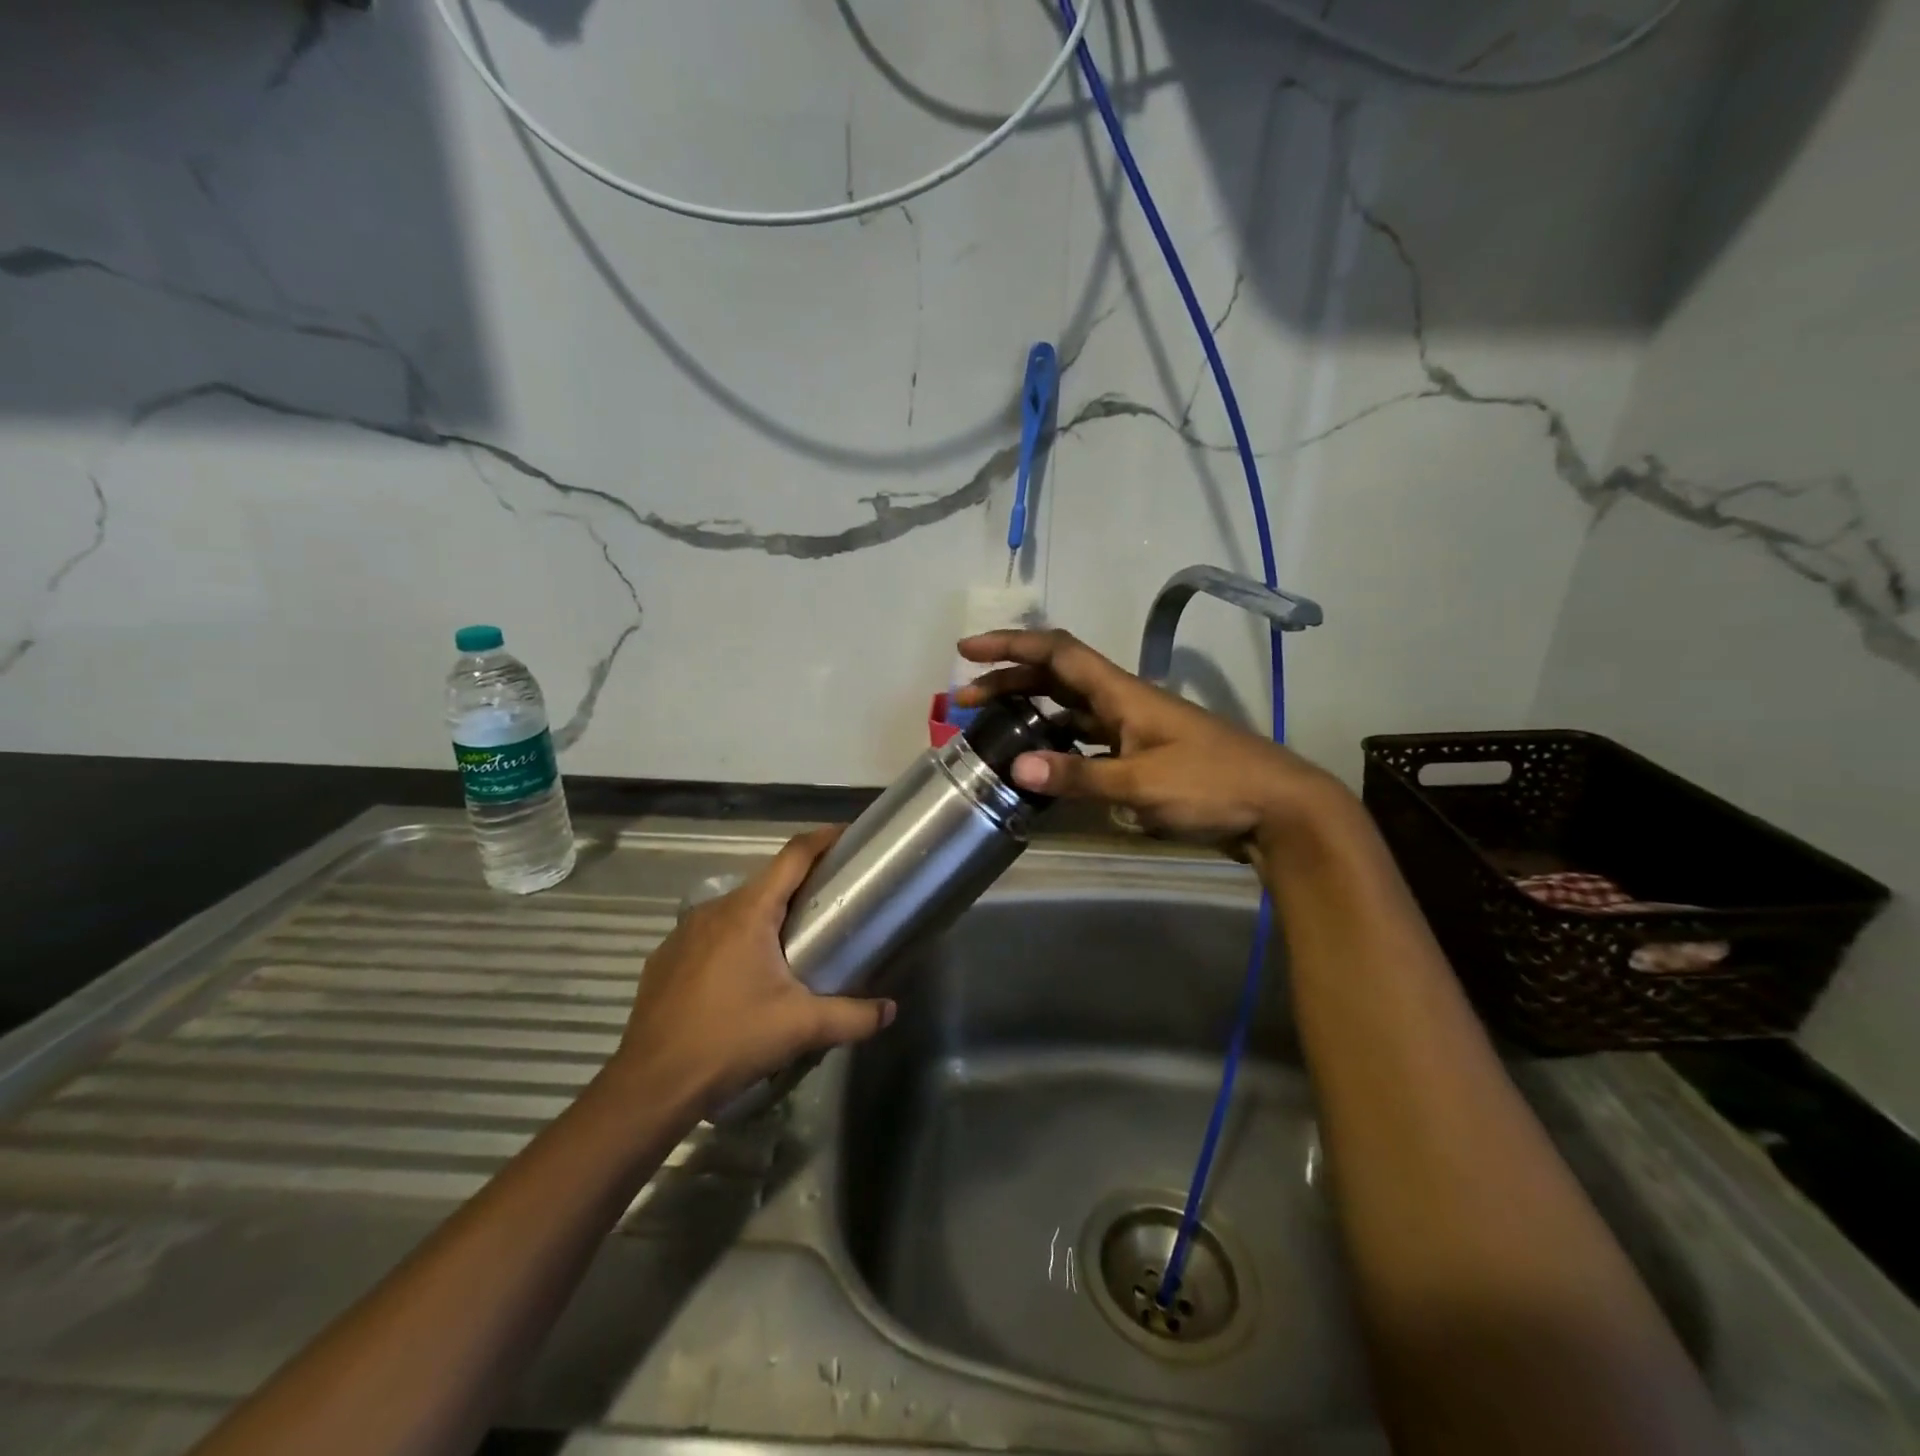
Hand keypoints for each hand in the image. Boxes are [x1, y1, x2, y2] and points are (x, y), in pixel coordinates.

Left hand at [610, 828, 895, 1103]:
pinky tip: (743, 979)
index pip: (793, 856)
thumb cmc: (730, 1040)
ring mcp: (683, 934)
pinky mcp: (665, 960)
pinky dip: (734, 942)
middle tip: (830, 905)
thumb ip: (853, 1016)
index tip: (848, 835)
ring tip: (791, 946)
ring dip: (765, 918)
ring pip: (736, 911)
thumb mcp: (800, 1028)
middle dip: (799, 887)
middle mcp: (713, 911)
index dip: (823, 840)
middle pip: (766, 883)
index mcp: (749, 912)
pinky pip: (709, 937)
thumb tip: (890, 1011)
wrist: (651, 1085)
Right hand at [953, 628, 1345, 851]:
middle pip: (1056, 677)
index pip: (1058, 653)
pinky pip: (1086, 738)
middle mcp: (1123, 702)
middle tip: (965, 698)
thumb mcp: (1142, 783)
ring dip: (1030, 709)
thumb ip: (1080, 777)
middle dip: (1009, 679)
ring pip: (1070, 707)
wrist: (1278, 809)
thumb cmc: (1213, 785)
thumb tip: (1016, 767)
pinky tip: (1042, 761)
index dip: (1011, 645)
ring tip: (993, 726)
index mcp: (1123, 693)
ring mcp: (1133, 729)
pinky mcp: (1142, 756)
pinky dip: (1057, 742)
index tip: (967, 651)